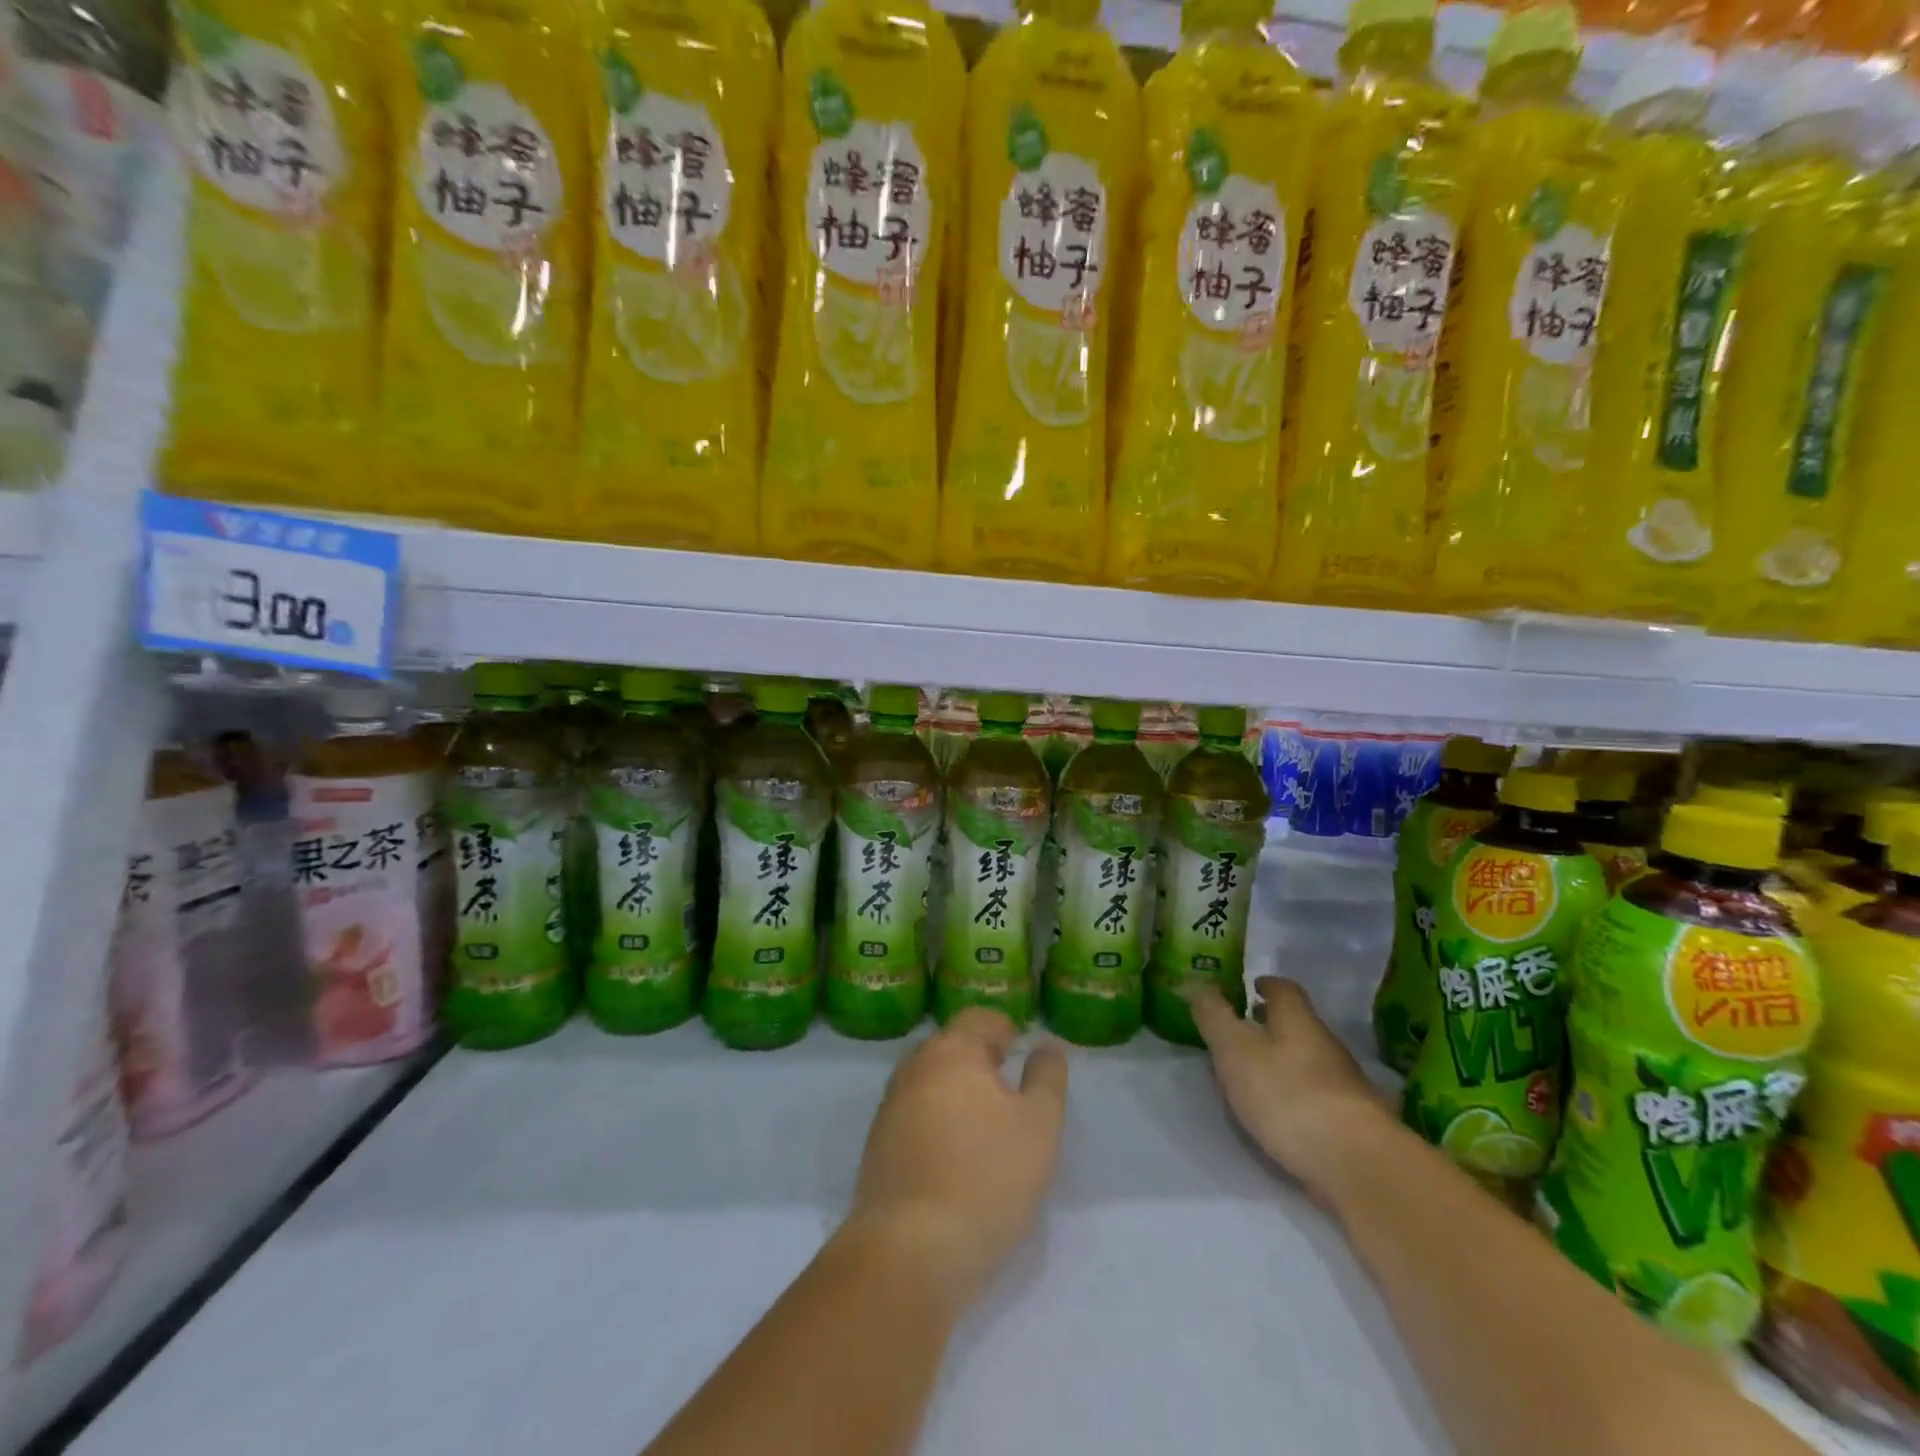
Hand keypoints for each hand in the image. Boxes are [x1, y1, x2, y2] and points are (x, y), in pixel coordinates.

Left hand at [846, 1009, 1067, 1304]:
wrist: (910, 1250)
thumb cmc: (987, 1177)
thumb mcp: (1039, 1125)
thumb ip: (1047, 1077)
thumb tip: (1045, 1045)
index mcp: (951, 1050)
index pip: (979, 1018)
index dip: (1005, 1029)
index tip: (1021, 1052)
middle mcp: (913, 1067)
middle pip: (951, 1047)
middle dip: (980, 1060)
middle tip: (1009, 1092)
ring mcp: (889, 1106)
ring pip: (930, 1081)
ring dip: (956, 1092)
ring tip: (985, 1126)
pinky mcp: (876, 1145)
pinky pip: (914, 1115)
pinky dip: (936, 1122)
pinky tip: (954, 1156)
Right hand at [1190, 977, 1390, 1199]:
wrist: (1356, 1163)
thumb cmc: (1286, 1093)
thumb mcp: (1234, 1049)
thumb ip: (1213, 1015)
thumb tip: (1195, 982)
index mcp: (1297, 1019)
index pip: (1283, 989)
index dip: (1265, 985)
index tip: (1249, 988)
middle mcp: (1326, 1044)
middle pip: (1297, 1025)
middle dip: (1270, 1026)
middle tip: (1241, 1034)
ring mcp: (1345, 1085)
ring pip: (1308, 1061)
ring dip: (1282, 1063)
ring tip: (1253, 1078)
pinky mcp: (1353, 1123)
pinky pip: (1318, 1097)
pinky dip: (1297, 1097)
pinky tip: (1281, 1116)